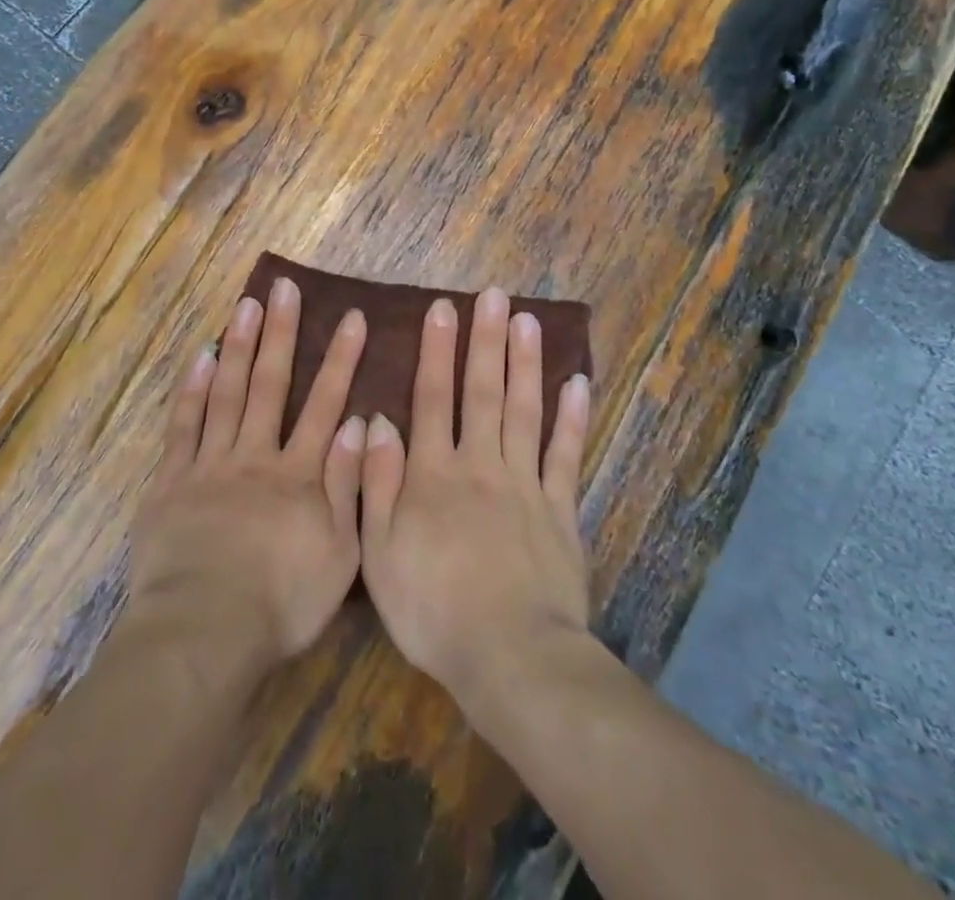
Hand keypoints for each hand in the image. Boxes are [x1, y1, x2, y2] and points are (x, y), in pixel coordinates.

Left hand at [128, 277, 367, 679]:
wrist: (204, 630)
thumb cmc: (280, 603)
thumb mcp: (338, 554)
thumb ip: (348, 486)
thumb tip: (357, 423)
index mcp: (298, 475)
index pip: (325, 405)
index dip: (341, 360)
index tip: (353, 318)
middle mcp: (255, 455)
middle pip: (270, 384)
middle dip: (282, 333)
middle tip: (285, 289)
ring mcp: (210, 463)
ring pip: (226, 391)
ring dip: (238, 345)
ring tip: (247, 304)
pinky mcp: (172, 479)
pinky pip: (183, 424)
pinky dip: (192, 388)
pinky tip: (200, 355)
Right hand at [360, 289, 593, 705]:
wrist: (509, 657)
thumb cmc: (431, 607)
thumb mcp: (379, 550)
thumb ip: (378, 481)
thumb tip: (376, 420)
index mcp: (432, 473)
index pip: (432, 397)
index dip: (435, 350)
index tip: (441, 308)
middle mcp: (479, 464)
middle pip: (482, 391)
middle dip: (485, 340)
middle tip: (493, 295)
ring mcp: (525, 484)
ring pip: (524, 411)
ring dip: (526, 363)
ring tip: (528, 320)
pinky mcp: (561, 511)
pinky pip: (567, 456)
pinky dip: (573, 419)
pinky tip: (578, 384)